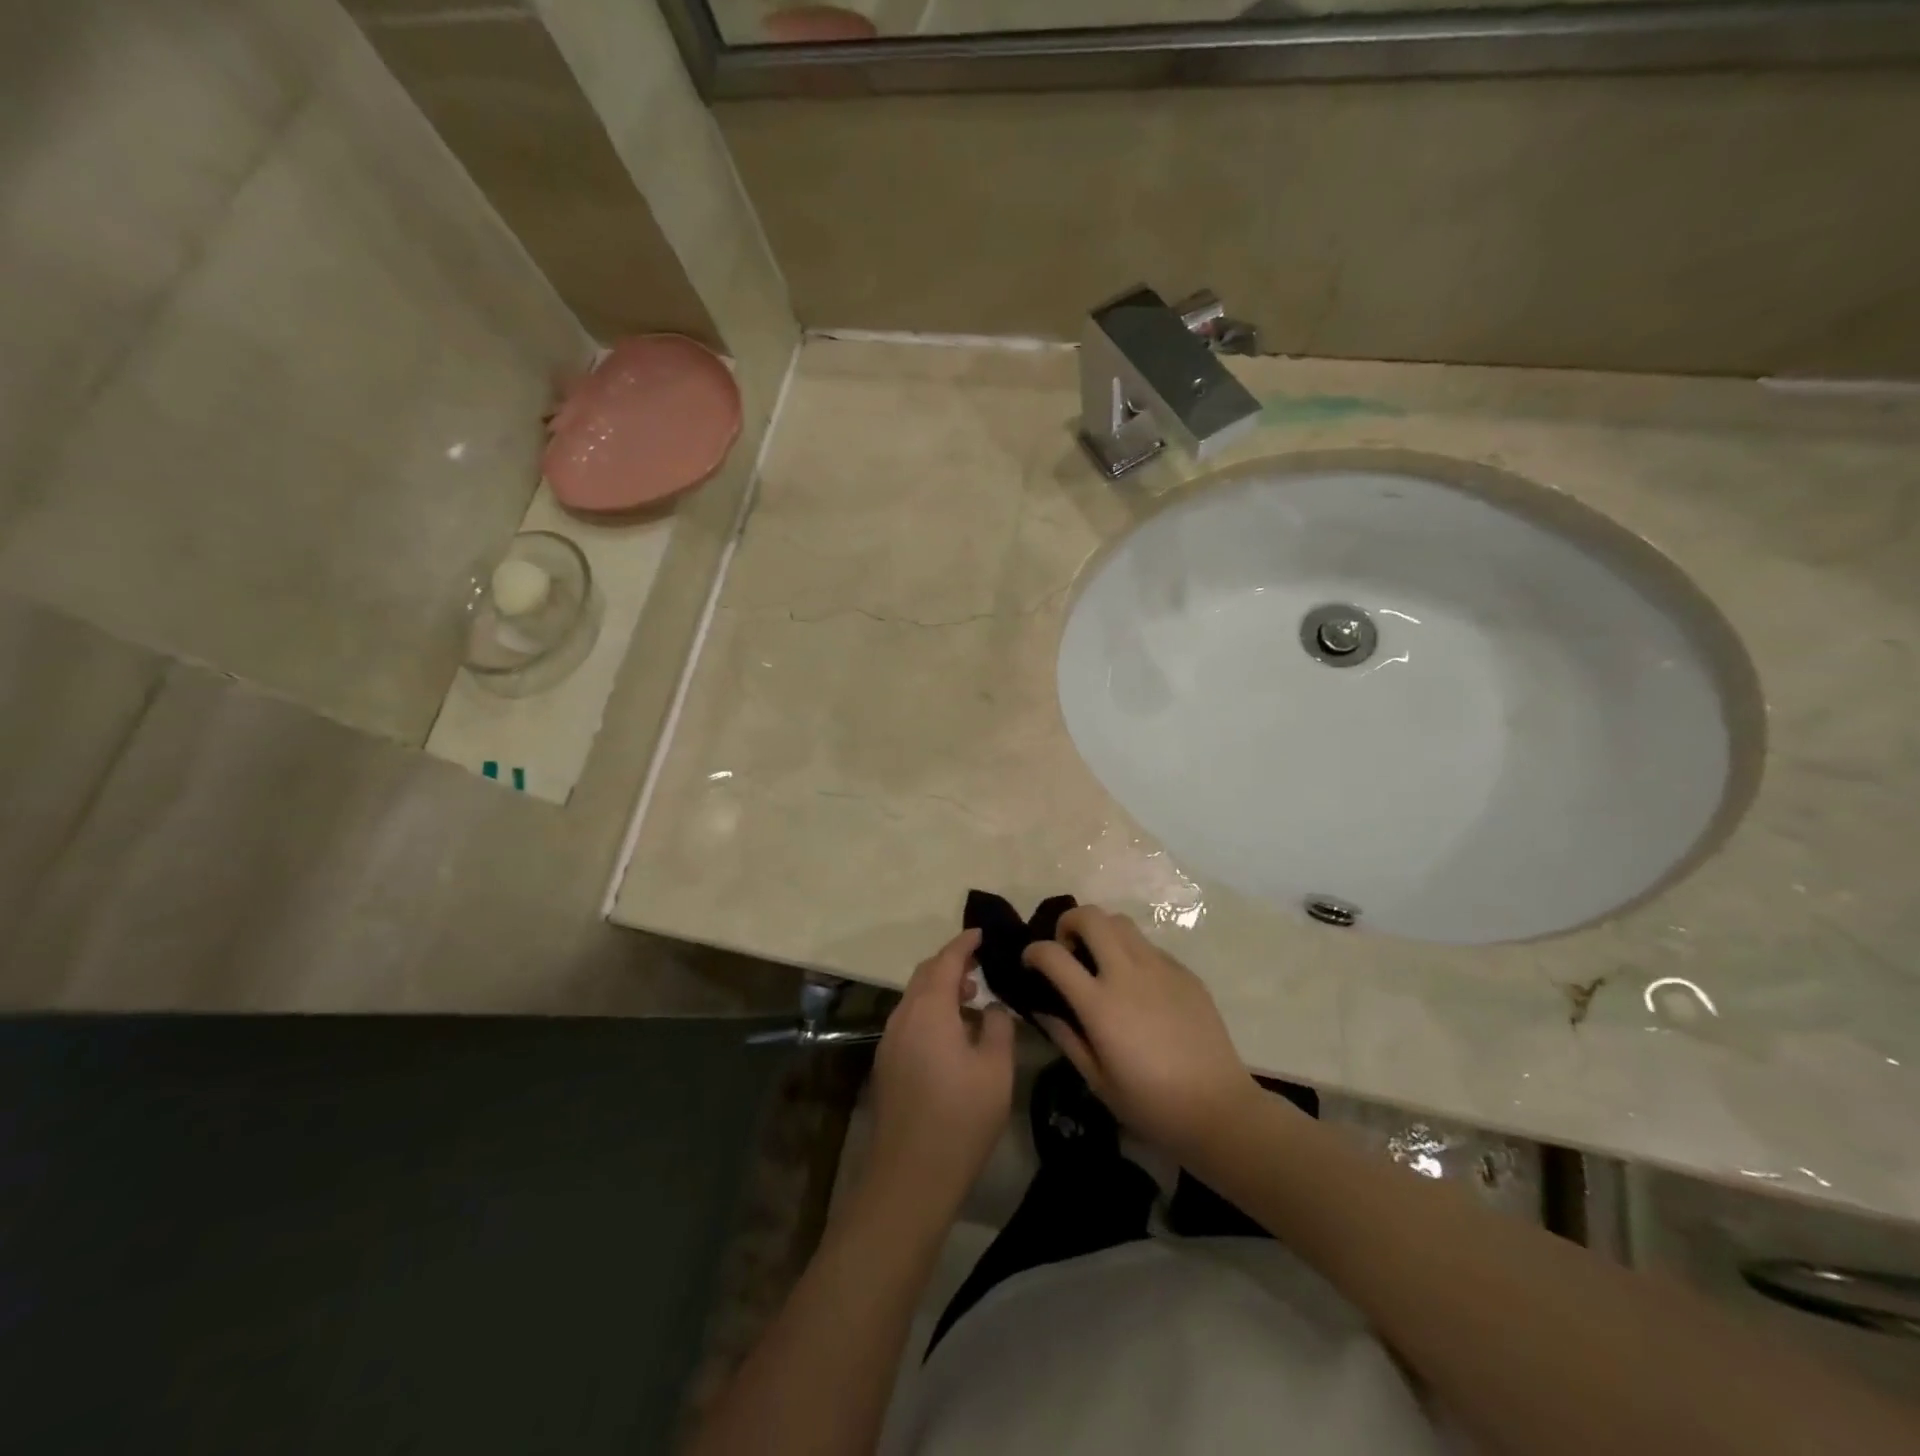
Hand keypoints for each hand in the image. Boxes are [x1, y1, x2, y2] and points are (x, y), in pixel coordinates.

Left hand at [866, 929, 1015, 1213]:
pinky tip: (953, 1034)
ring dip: (940, 990)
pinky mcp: (886, 1065)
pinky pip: (909, 1021)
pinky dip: (931, 1012)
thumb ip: (999, 1027)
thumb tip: (993, 1007)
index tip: (982, 933)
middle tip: (980, 964)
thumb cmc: (961, 1118)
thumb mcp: (995, 1069)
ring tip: (972, 998)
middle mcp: (902, 1017)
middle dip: (951, 964)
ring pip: (915, 999)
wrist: (910, 1177)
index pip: (946, 960)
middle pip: (925, 975)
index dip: (964, 943)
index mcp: (929, 1009)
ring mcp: (890, 1042)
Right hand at [1023, 906, 1264, 1158]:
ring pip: (1121, 922)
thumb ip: (1066, 1037)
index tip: (1030, 962)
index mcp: (1100, 1004)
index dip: (1033, 951)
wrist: (1218, 1108)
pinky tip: (1138, 985)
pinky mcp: (1184, 972)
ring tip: (1101, 960)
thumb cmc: (1151, 1104)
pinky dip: (1132, 952)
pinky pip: (1149, 946)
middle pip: (1091, 916)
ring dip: (1102, 931)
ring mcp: (1160, 968)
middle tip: (1068, 949)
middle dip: (1069, 922)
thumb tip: (1043, 1009)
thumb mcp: (1097, 1081)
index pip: (1053, 954)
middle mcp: (1127, 974)